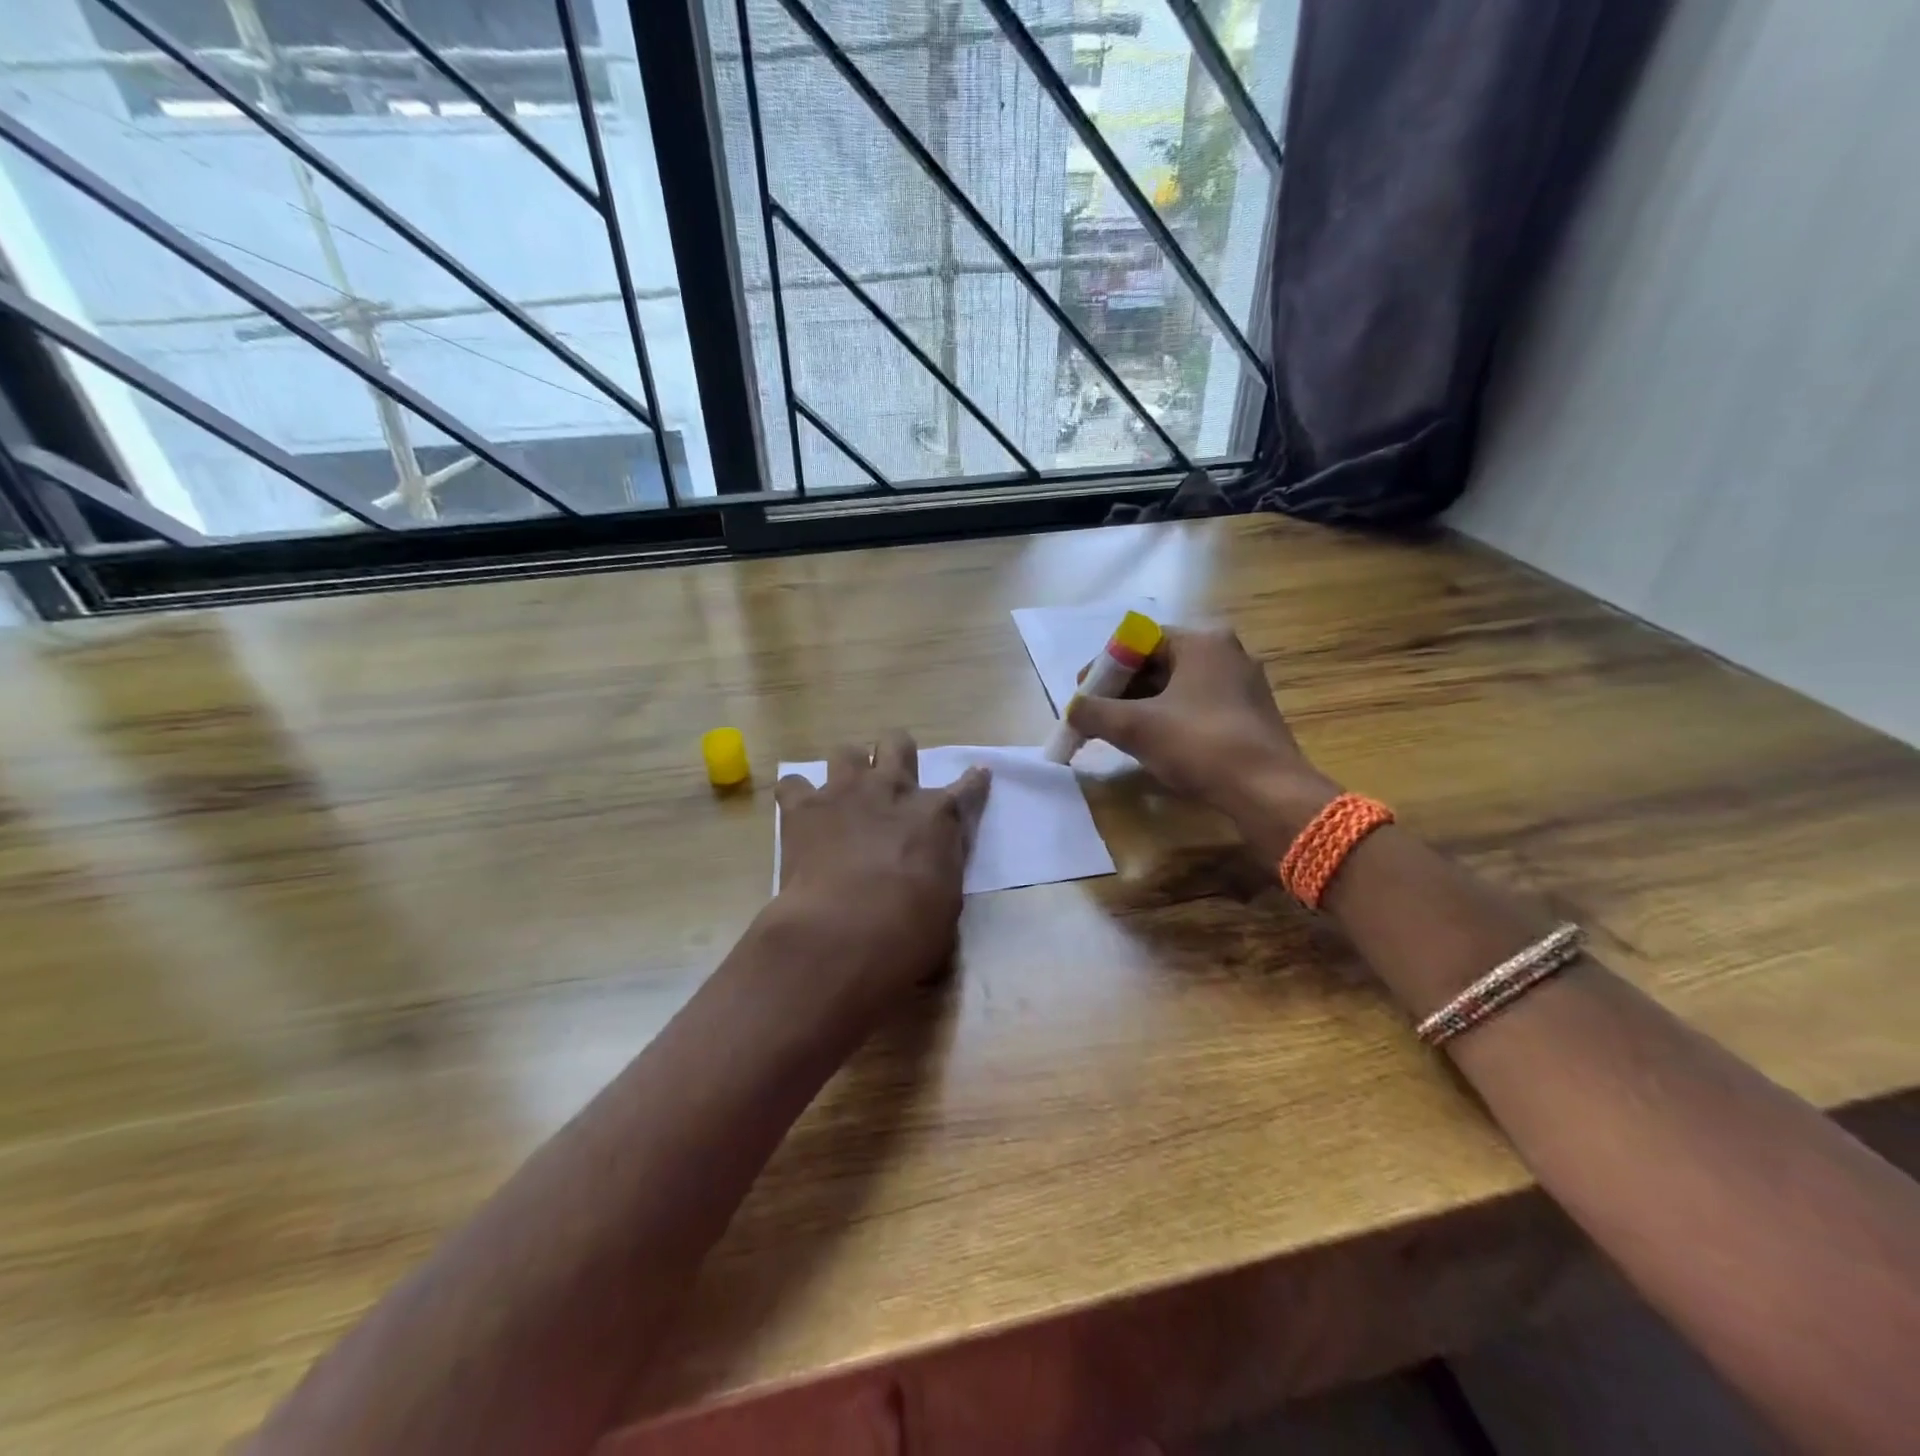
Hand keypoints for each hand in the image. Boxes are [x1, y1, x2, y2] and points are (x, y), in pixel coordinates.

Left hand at [773, 730, 990, 1018]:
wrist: (843, 932)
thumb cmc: (909, 931)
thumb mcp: (947, 903)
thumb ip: (942, 871)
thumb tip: (935, 870)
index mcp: (938, 816)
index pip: (968, 788)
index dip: (974, 781)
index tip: (977, 775)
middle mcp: (893, 790)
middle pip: (898, 744)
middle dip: (897, 755)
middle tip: (892, 781)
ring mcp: (845, 793)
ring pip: (846, 751)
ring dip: (849, 769)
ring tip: (845, 793)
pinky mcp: (803, 808)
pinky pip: (793, 785)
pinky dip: (797, 796)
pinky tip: (800, 814)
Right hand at [1067, 626, 1337, 835]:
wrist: (1267, 792)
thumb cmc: (1199, 745)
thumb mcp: (1134, 727)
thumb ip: (1093, 712)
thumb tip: (1072, 711)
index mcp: (1201, 641)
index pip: (1137, 639)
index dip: (1103, 666)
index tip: (1083, 694)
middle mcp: (1225, 653)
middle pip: (1157, 662)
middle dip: (1120, 688)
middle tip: (1095, 715)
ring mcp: (1241, 684)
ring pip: (1176, 687)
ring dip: (1141, 706)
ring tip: (1116, 732)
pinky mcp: (1248, 714)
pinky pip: (1195, 706)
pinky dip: (1167, 718)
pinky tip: (1152, 744)